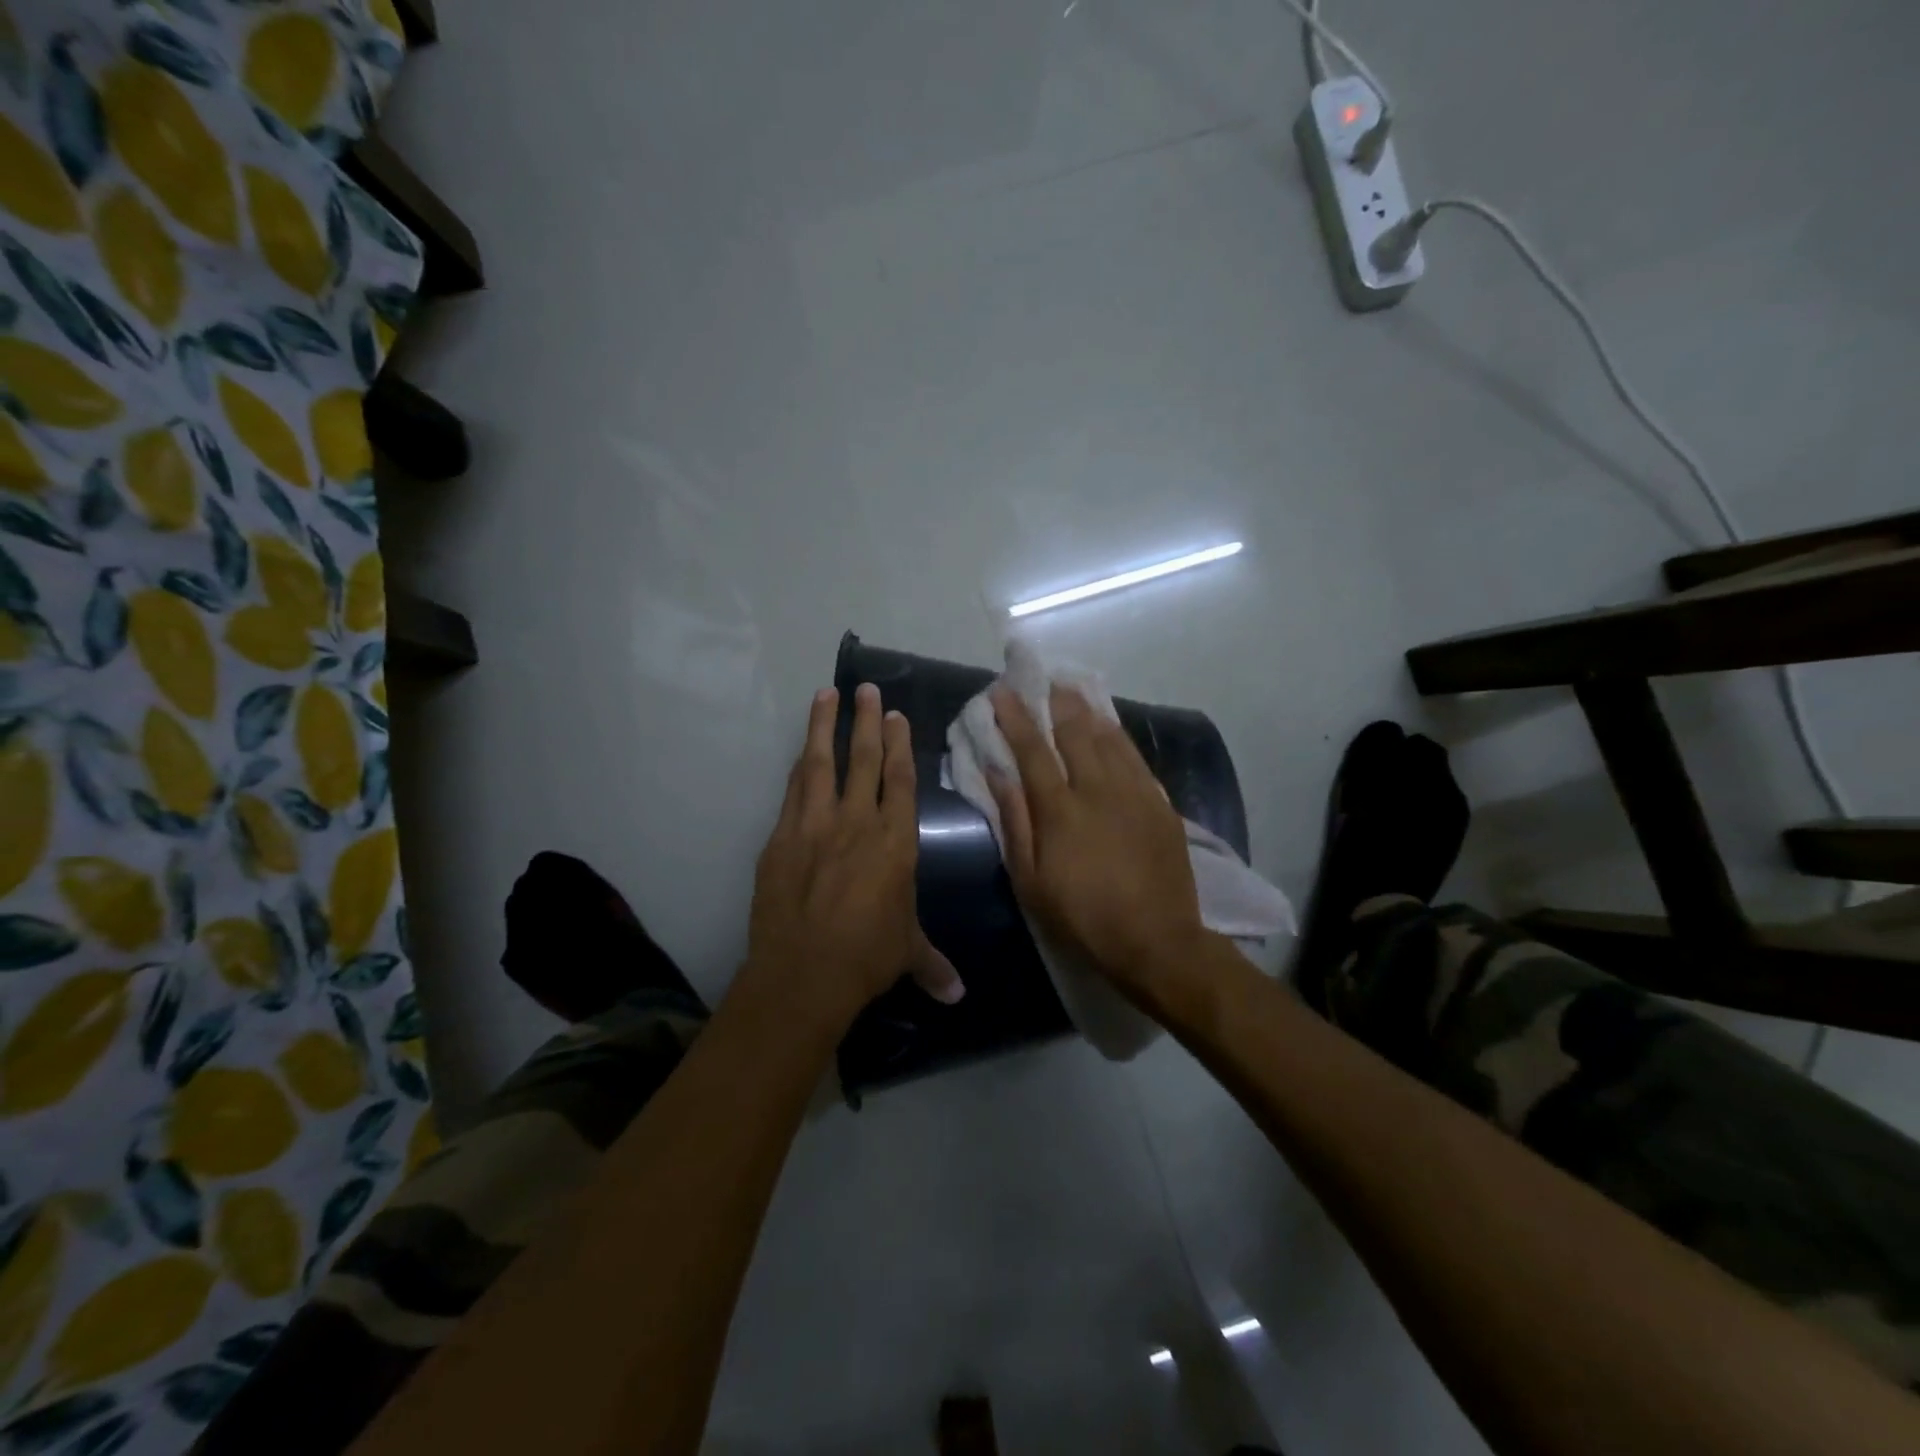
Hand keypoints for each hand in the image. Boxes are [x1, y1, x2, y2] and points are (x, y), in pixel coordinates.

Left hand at [744, 684, 961, 1033]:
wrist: (804, 972)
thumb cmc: (867, 956)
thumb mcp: (906, 953)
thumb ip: (932, 964)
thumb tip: (958, 996)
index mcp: (895, 841)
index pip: (900, 780)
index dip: (900, 745)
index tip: (897, 715)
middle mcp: (857, 822)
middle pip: (864, 759)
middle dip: (867, 721)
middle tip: (867, 689)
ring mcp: (815, 825)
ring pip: (822, 763)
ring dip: (825, 726)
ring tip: (826, 695)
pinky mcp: (782, 837)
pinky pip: (793, 790)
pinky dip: (799, 766)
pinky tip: (802, 751)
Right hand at [986, 684, 1207, 1004]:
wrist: (1157, 940)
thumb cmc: (1083, 917)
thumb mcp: (1031, 880)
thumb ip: (1015, 822)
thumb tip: (997, 774)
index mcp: (1060, 809)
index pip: (1032, 750)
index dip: (1015, 718)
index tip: (1001, 692)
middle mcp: (1097, 789)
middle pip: (1073, 732)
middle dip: (1054, 701)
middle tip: (1041, 679)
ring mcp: (1133, 792)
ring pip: (1108, 737)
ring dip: (1086, 709)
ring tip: (1072, 688)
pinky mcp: (1159, 803)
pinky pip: (1135, 756)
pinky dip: (1118, 734)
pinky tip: (1109, 724)